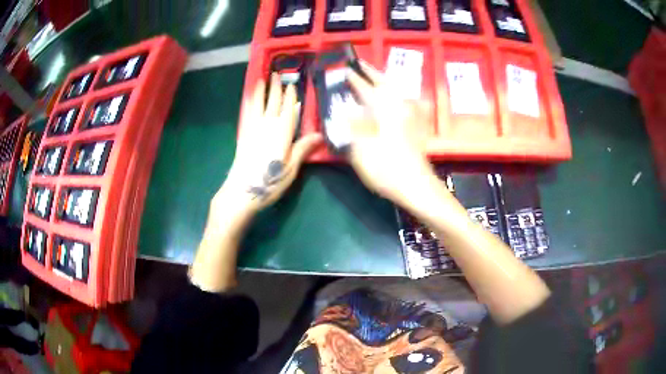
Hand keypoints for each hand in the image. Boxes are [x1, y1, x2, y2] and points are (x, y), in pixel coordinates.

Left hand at [217, 73, 322, 213]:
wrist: (242, 190)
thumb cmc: (269, 180)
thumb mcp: (291, 167)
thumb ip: (303, 148)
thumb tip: (320, 134)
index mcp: (282, 131)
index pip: (288, 109)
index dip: (290, 96)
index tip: (292, 83)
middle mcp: (267, 125)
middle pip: (273, 102)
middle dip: (276, 88)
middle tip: (277, 74)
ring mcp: (253, 128)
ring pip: (258, 104)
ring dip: (261, 91)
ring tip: (262, 79)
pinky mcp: (244, 135)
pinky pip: (248, 113)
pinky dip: (250, 103)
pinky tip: (250, 99)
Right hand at [346, 62, 437, 205]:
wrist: (418, 187)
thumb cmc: (387, 169)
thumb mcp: (362, 149)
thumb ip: (353, 126)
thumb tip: (345, 110)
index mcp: (383, 109)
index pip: (364, 88)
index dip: (353, 78)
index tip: (343, 68)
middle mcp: (398, 107)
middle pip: (384, 83)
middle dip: (371, 72)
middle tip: (360, 64)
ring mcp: (408, 116)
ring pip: (394, 91)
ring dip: (382, 81)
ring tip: (371, 77)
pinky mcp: (413, 127)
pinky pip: (399, 101)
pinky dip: (390, 94)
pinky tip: (387, 99)